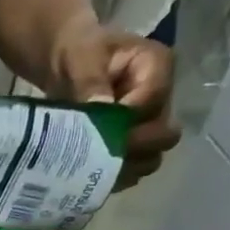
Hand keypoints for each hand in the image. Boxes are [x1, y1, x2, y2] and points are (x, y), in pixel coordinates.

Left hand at [47, 13, 181, 189]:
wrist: (67, 65)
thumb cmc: (77, 53)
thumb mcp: (80, 57)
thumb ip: (90, 80)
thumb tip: (101, 106)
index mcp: (157, 66)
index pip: (152, 101)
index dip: (126, 118)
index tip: (96, 125)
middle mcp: (161, 98)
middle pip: (162, 134)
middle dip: (132, 146)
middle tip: (97, 152)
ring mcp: (149, 124)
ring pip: (151, 156)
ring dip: (125, 166)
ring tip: (93, 168)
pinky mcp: (134, 144)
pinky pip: (134, 168)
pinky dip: (116, 175)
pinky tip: (93, 177)